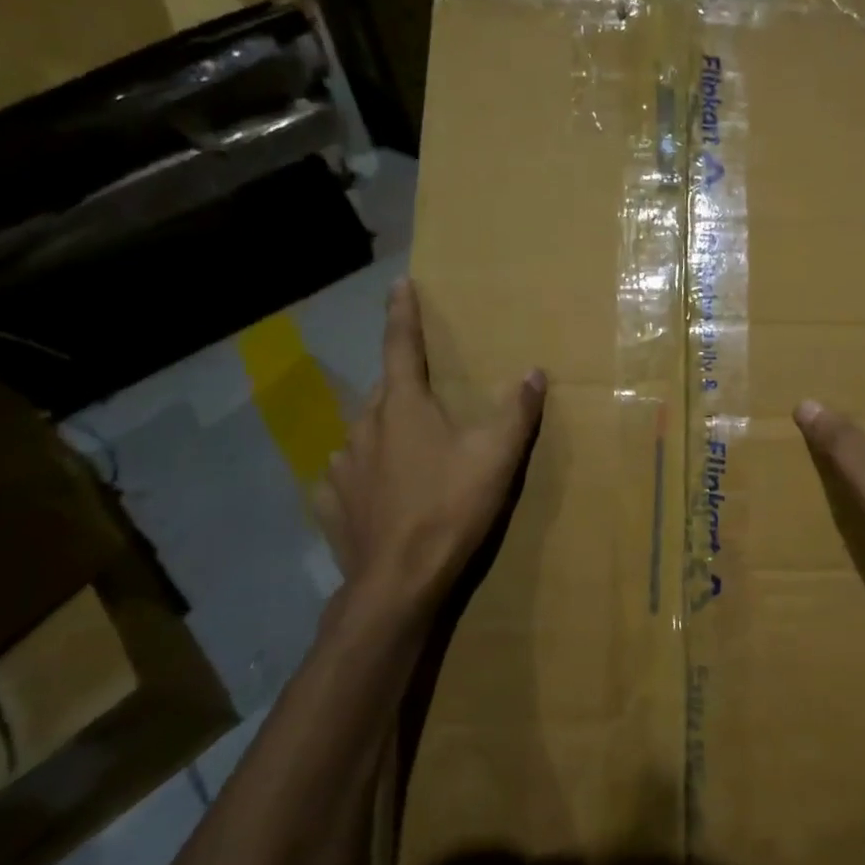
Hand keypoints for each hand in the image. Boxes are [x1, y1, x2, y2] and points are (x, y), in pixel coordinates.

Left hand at [312, 280, 545, 611]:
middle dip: (403, 386)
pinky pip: (348, 477)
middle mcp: (364, 426)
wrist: (399, 581)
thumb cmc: (450, 507)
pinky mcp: (331, 503)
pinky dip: (363, 476)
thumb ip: (516, 411)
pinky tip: (377, 494)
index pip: (401, 345)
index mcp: (402, 407)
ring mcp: (342, 466)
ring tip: (408, 454)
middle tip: (426, 397)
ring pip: (365, 434)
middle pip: (384, 392)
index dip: (403, 313)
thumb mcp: (496, 457)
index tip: (398, 284)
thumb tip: (533, 371)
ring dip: (384, 433)